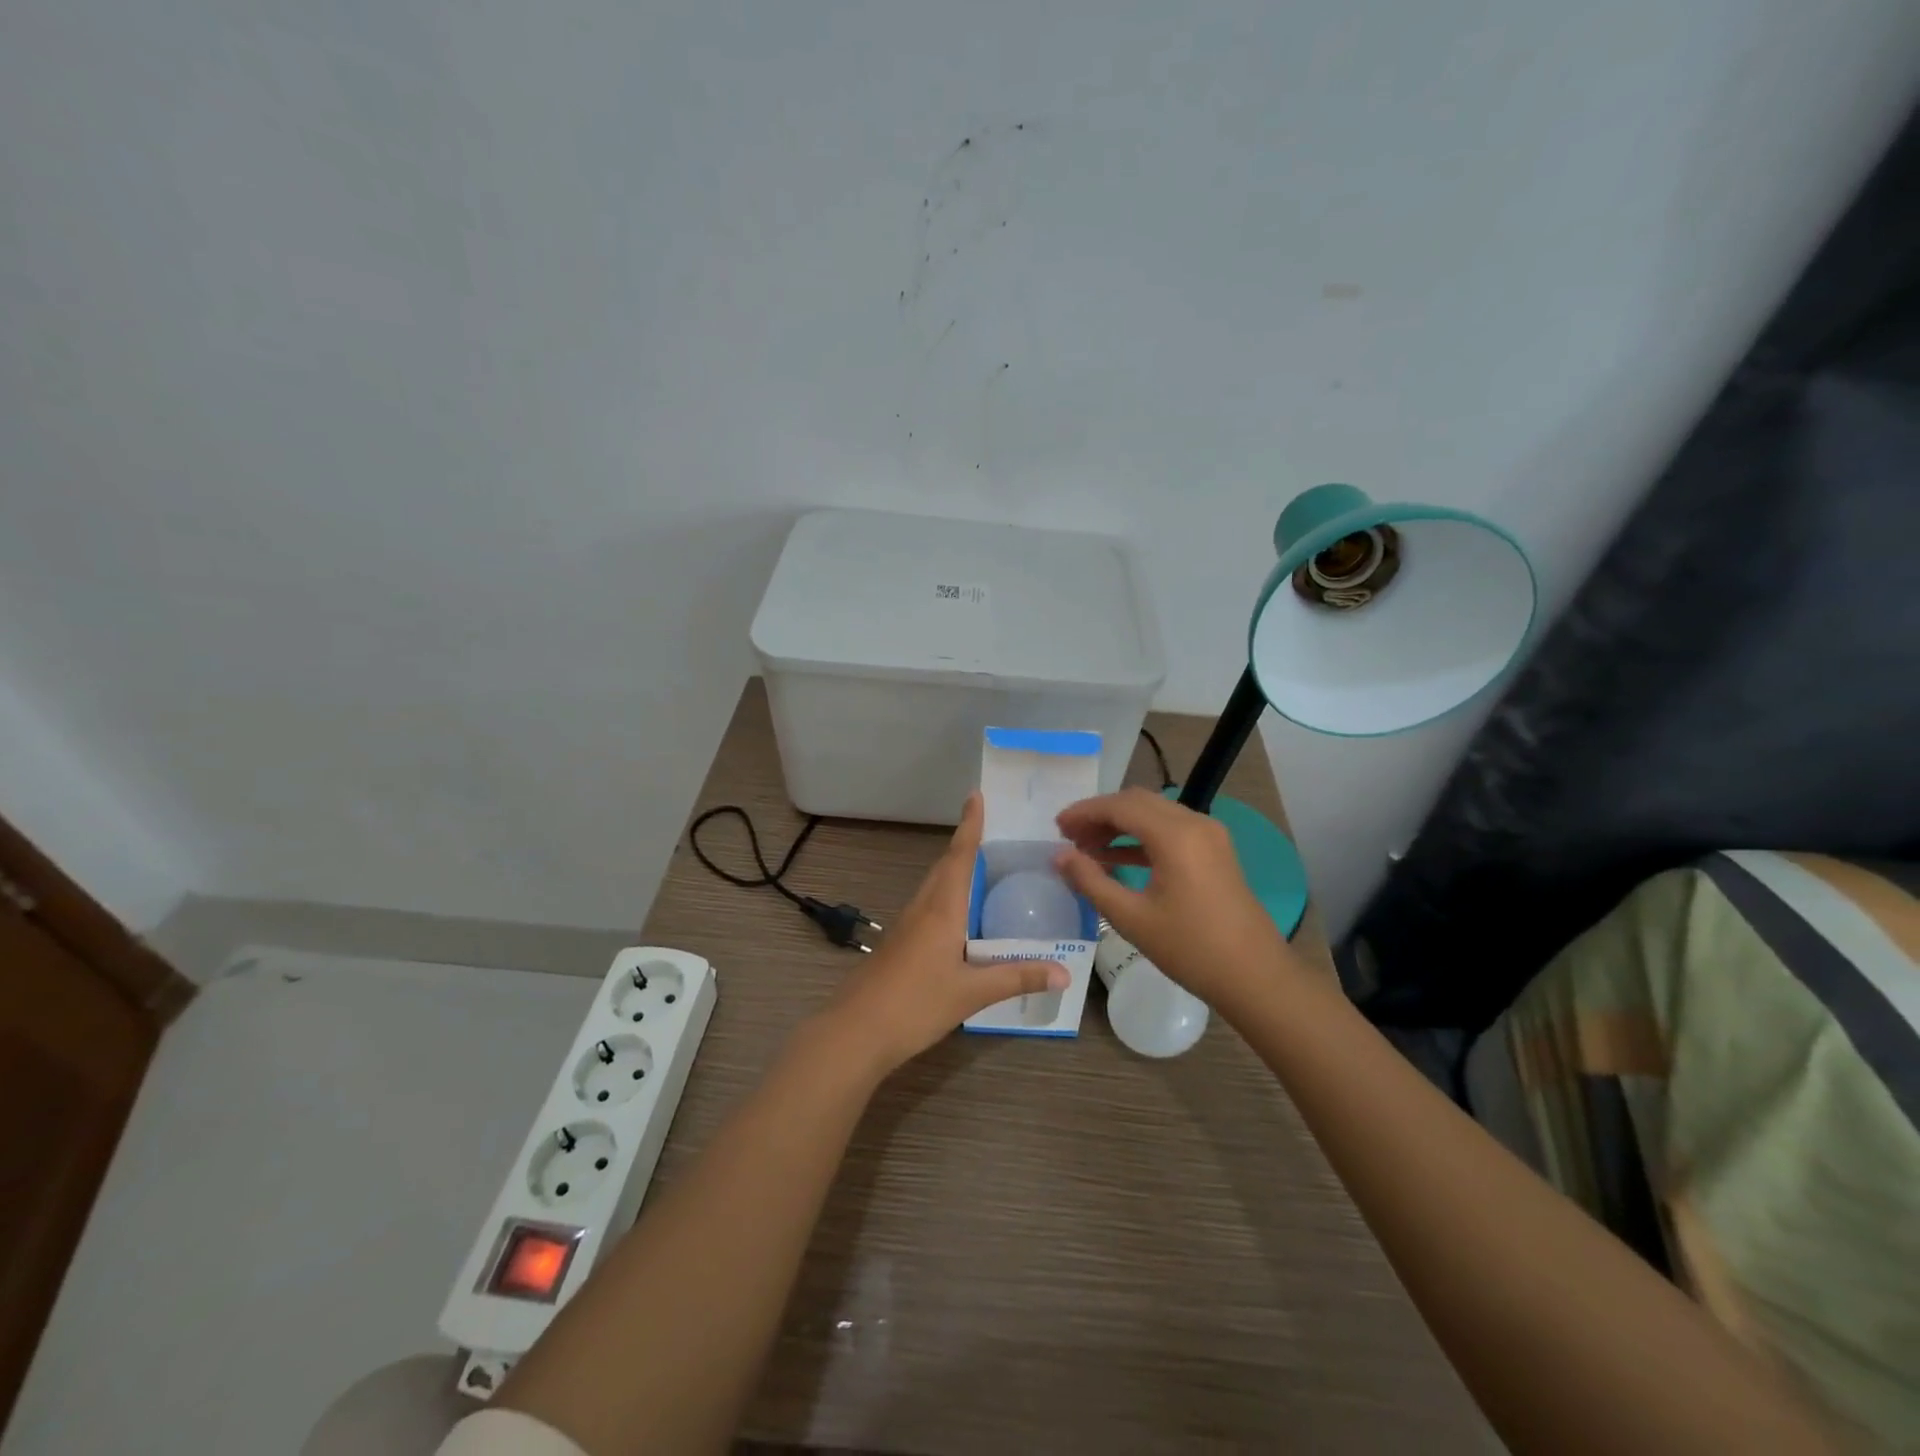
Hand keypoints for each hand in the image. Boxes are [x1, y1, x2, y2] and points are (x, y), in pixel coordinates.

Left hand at [822, 791, 1067, 1076]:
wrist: (855, 1032)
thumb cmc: (915, 1004)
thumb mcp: (971, 993)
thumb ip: (1017, 978)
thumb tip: (1065, 973)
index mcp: (941, 909)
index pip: (959, 857)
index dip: (969, 826)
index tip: (975, 795)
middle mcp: (922, 909)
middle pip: (945, 867)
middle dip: (965, 845)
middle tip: (990, 830)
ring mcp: (905, 927)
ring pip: (934, 888)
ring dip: (955, 871)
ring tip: (981, 869)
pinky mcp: (898, 945)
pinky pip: (927, 908)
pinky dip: (947, 899)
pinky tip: (959, 920)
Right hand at [1053, 787, 1296, 1009]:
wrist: (1255, 976)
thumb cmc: (1190, 948)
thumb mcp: (1131, 918)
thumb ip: (1091, 881)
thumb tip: (1059, 856)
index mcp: (1175, 835)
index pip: (1120, 806)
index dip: (1084, 812)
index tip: (1057, 828)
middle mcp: (1194, 823)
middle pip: (1137, 802)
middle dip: (1100, 815)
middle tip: (1069, 838)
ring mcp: (1209, 835)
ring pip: (1154, 813)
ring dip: (1120, 825)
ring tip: (1087, 849)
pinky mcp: (1214, 851)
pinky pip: (1170, 830)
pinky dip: (1141, 838)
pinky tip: (1116, 859)